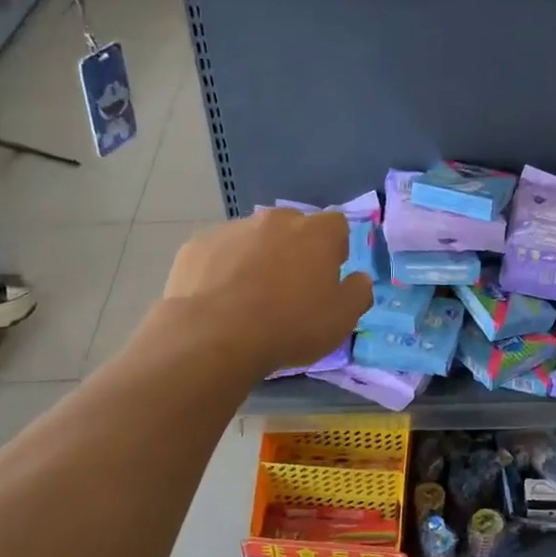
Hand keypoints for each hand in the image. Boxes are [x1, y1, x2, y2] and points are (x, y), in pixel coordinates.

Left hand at [164, 209, 371, 375]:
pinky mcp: (197, 245)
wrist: (214, 337)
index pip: (336, 225)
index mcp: (316, 233)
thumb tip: (358, 279)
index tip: (328, 276)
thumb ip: (357, 293)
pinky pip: (218, 253)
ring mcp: (232, 229)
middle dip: (294, 250)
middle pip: (292, 227)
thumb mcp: (341, 320)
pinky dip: (222, 269)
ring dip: (257, 258)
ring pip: (253, 239)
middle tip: (289, 288)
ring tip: (249, 298)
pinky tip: (219, 299)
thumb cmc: (289, 326)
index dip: (335, 249)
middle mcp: (275, 220)